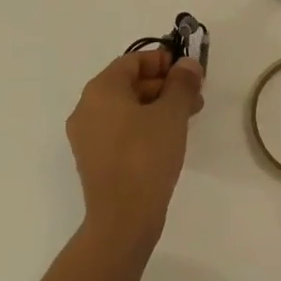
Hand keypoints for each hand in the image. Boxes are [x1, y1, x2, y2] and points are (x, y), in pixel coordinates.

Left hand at [67, 50, 204, 252]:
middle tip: (194, 96)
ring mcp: (86, 136)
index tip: (189, 72)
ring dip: (157, 107)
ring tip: (188, 118)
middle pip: (129, 84)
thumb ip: (182, 83)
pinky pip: (120, 130)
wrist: (122, 220)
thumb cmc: (145, 156)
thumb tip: (187, 64)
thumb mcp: (171, 114)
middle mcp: (86, 107)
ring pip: (126, 109)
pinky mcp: (93, 160)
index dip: (163, 61)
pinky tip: (168, 139)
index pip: (133, 61)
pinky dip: (143, 126)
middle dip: (164, 85)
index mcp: (100, 89)